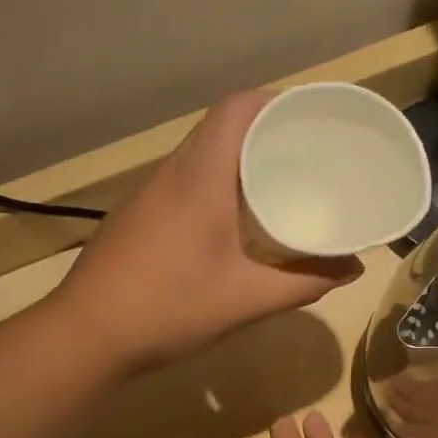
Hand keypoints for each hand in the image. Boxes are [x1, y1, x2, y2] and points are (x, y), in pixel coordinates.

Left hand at [56, 92, 362, 371]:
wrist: (84, 336)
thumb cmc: (167, 309)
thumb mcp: (245, 300)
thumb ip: (302, 283)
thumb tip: (352, 269)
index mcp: (200, 177)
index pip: (239, 108)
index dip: (278, 101)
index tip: (315, 118)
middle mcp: (172, 173)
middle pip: (222, 126)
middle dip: (268, 130)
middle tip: (311, 154)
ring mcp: (148, 194)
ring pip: (201, 154)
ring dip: (240, 159)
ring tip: (281, 182)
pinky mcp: (136, 216)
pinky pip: (184, 181)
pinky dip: (216, 184)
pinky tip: (234, 219)